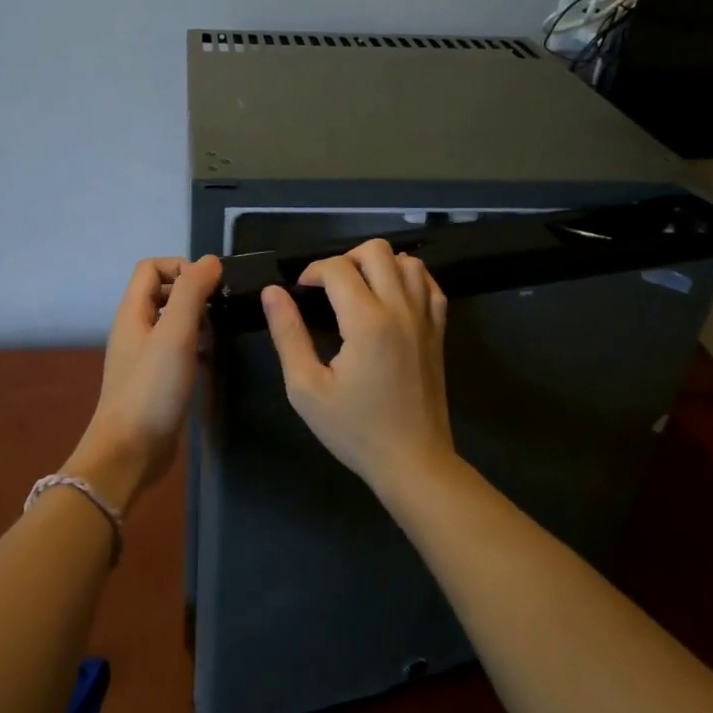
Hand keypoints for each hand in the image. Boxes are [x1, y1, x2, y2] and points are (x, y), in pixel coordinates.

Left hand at [65, 255, 221, 511]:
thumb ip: (190, 293)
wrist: (129, 453)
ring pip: (170, 321)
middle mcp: (135, 329)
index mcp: (132, 312)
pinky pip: (176, 349)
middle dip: (192, 291)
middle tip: (220, 308)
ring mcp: (143, 356)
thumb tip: (210, 260)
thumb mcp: (175, 334)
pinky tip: (213, 360)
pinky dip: (195, 346)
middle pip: (161, 292)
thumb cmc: (151, 389)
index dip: (180, 267)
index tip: (209, 288)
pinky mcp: (155, 380)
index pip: (151, 267)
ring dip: (196, 319)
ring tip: (221, 332)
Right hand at [262, 239, 456, 500]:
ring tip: (359, 290)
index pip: (337, 268)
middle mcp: (400, 309)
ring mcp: (425, 318)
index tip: (300, 292)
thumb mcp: (306, 388)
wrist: (413, 461)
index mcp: (366, 321)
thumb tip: (272, 293)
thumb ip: (287, 335)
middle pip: (376, 250)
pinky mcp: (439, 331)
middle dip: (345, 259)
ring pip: (407, 261)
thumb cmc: (354, 429)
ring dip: (379, 265)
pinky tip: (391, 299)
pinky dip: (409, 279)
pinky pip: (430, 284)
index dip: (312, 271)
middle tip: (328, 288)